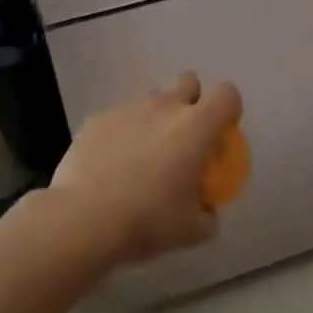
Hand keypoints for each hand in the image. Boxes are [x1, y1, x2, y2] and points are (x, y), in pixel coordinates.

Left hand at [47, 72, 241, 265]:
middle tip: (184, 137)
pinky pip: (119, 118)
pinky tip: (110, 166)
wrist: (83, 219)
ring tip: (142, 156)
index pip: (227, 95)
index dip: (228, 110)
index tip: (220, 135)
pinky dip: (122, 134)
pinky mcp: (97, 119)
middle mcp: (165, 107)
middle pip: (188, 81)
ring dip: (155, 119)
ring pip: (151, 100)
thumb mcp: (191, 231)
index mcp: (196, 126)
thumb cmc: (148, 221)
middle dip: (191, 100)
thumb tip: (208, 212)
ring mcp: (128, 109)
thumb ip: (208, 215)